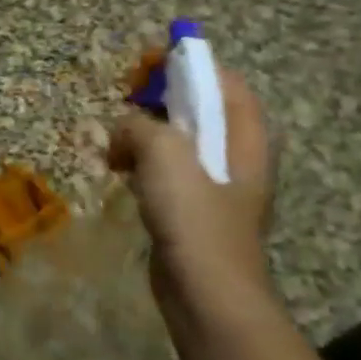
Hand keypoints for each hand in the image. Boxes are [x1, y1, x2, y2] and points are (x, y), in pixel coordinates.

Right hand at [107, 67, 274, 315]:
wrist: (207, 294)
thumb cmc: (195, 218)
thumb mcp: (165, 155)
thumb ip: (141, 126)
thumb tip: (124, 130)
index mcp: (245, 137)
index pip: (223, 81)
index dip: (187, 64)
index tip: (147, 65)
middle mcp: (237, 156)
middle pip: (200, 108)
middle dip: (159, 99)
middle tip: (125, 101)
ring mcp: (215, 185)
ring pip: (178, 140)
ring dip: (144, 134)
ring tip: (115, 143)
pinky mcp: (193, 209)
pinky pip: (166, 170)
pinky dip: (141, 163)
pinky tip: (118, 173)